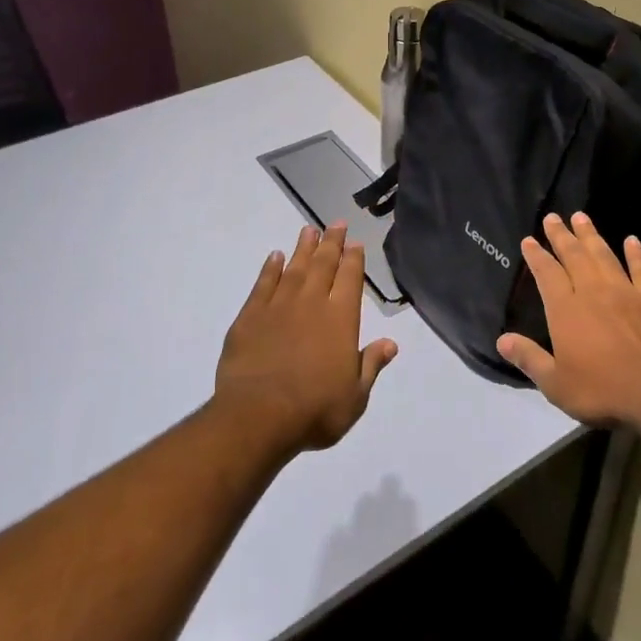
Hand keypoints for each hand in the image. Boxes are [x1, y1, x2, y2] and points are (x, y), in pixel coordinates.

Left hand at [214, 222, 397, 452]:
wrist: (258, 416)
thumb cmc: (315, 410)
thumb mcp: (355, 396)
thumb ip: (371, 365)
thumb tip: (391, 343)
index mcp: (341, 319)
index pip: (350, 278)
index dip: (354, 259)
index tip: (355, 242)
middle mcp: (311, 303)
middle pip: (323, 265)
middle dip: (331, 243)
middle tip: (336, 223)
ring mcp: (278, 307)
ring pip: (293, 268)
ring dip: (302, 248)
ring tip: (308, 230)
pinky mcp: (249, 317)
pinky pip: (262, 284)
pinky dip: (269, 269)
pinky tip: (274, 257)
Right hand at [497, 213, 640, 429]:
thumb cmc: (602, 390)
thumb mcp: (556, 384)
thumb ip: (529, 358)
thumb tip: (502, 339)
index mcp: (566, 310)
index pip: (547, 274)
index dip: (536, 256)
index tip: (529, 240)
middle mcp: (592, 291)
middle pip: (574, 256)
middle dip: (561, 235)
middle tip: (552, 217)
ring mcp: (625, 292)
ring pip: (603, 255)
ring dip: (591, 235)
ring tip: (581, 217)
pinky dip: (636, 253)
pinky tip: (632, 240)